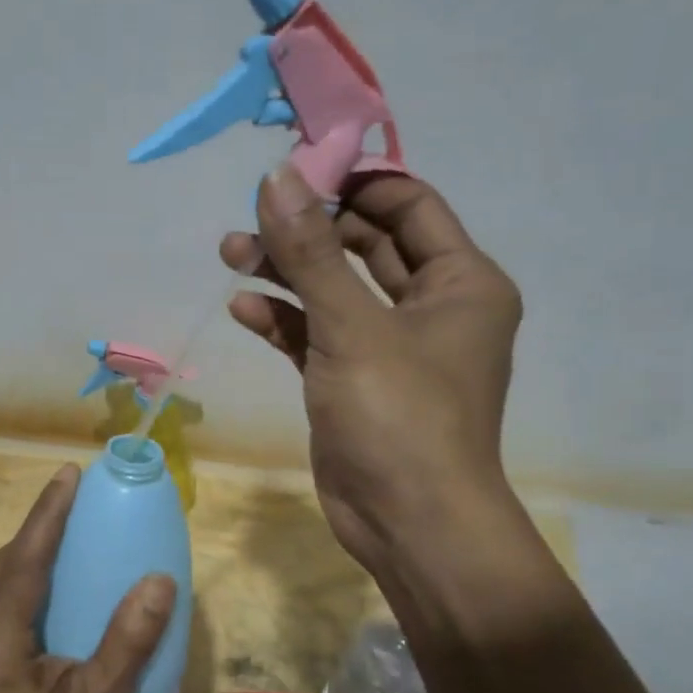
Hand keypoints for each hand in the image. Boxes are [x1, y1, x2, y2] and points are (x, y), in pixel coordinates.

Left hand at [0, 465, 177, 692]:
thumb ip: (128, 643)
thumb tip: (158, 580)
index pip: (22, 565)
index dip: (46, 517)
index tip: (68, 476)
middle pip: (6, 566)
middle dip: (39, 522)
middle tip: (75, 488)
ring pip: (4, 581)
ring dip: (35, 545)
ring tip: (70, 517)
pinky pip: (11, 601)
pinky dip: (34, 573)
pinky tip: (61, 572)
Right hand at [220, 163, 522, 577]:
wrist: (408, 524)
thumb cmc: (400, 417)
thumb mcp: (353, 327)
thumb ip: (312, 252)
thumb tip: (277, 176)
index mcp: (461, 282)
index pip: (409, 205)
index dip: (354, 182)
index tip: (296, 168)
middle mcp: (431, 307)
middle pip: (366, 244)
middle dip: (308, 230)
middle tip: (253, 216)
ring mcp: (389, 346)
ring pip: (335, 290)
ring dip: (287, 271)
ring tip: (231, 253)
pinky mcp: (353, 380)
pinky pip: (317, 334)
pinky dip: (284, 320)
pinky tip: (243, 308)